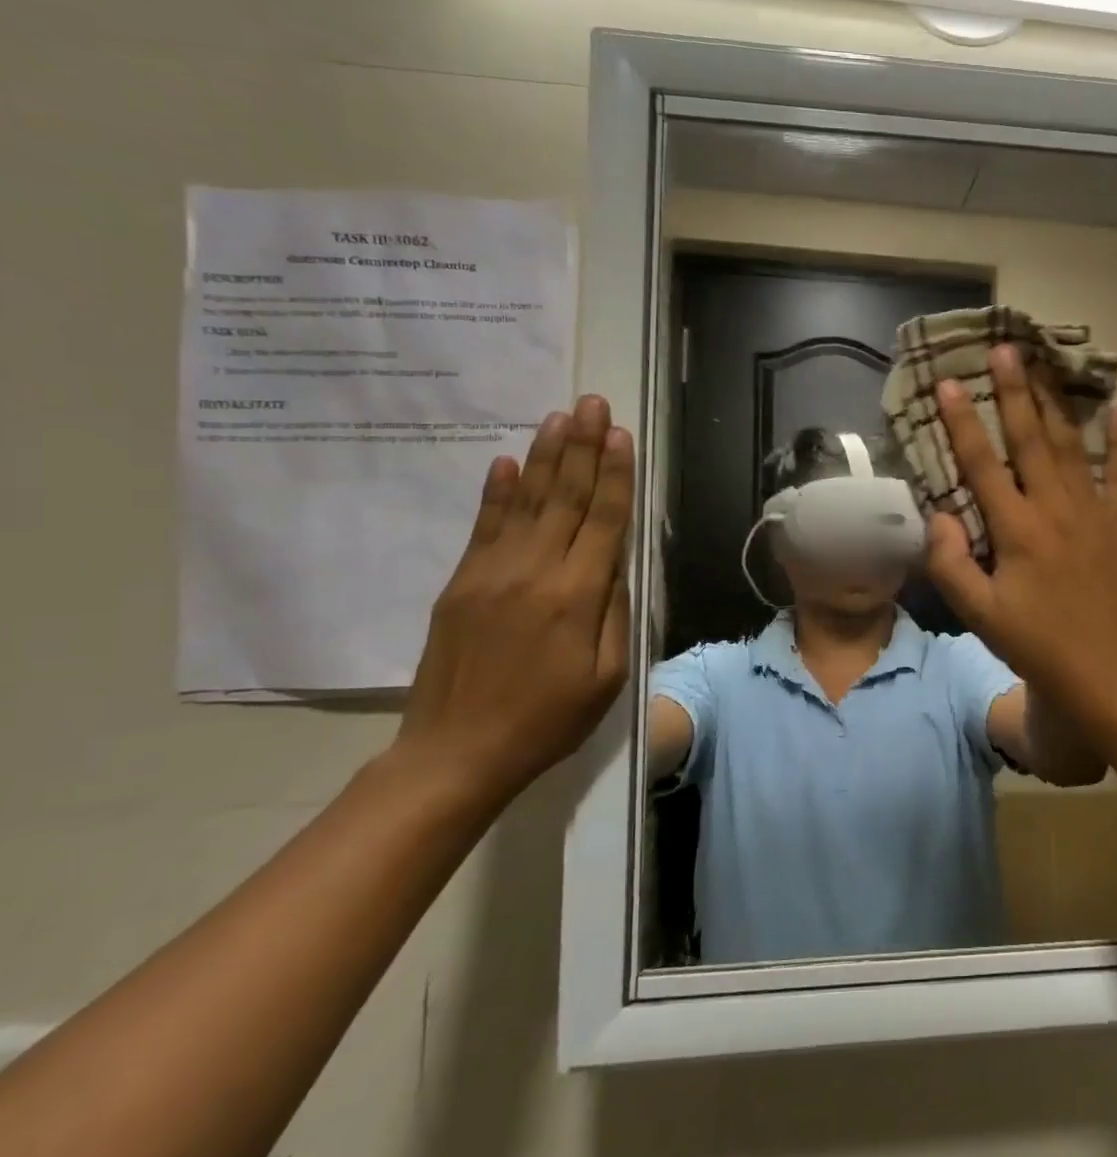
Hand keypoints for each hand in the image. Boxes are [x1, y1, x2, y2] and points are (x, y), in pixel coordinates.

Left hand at [395, 395, 634, 807]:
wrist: (456, 753)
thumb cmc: (548, 720)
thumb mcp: (607, 676)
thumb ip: (615, 613)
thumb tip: (616, 562)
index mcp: (576, 597)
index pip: (603, 520)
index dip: (614, 474)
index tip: (620, 434)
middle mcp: (533, 572)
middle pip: (564, 498)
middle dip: (581, 447)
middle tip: (590, 403)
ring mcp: (491, 573)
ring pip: (524, 502)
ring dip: (544, 457)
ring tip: (558, 417)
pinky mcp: (461, 583)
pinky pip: (484, 526)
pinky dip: (497, 491)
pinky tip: (506, 462)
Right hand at [924, 347, 1116, 737]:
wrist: (1113, 671)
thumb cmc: (1041, 645)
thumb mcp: (981, 615)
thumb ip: (952, 563)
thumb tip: (938, 515)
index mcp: (1017, 529)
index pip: (982, 464)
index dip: (962, 422)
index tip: (948, 384)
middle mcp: (1055, 508)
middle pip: (1030, 439)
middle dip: (1014, 391)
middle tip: (1004, 349)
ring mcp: (1095, 512)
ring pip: (1072, 446)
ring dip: (1056, 404)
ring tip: (1045, 367)